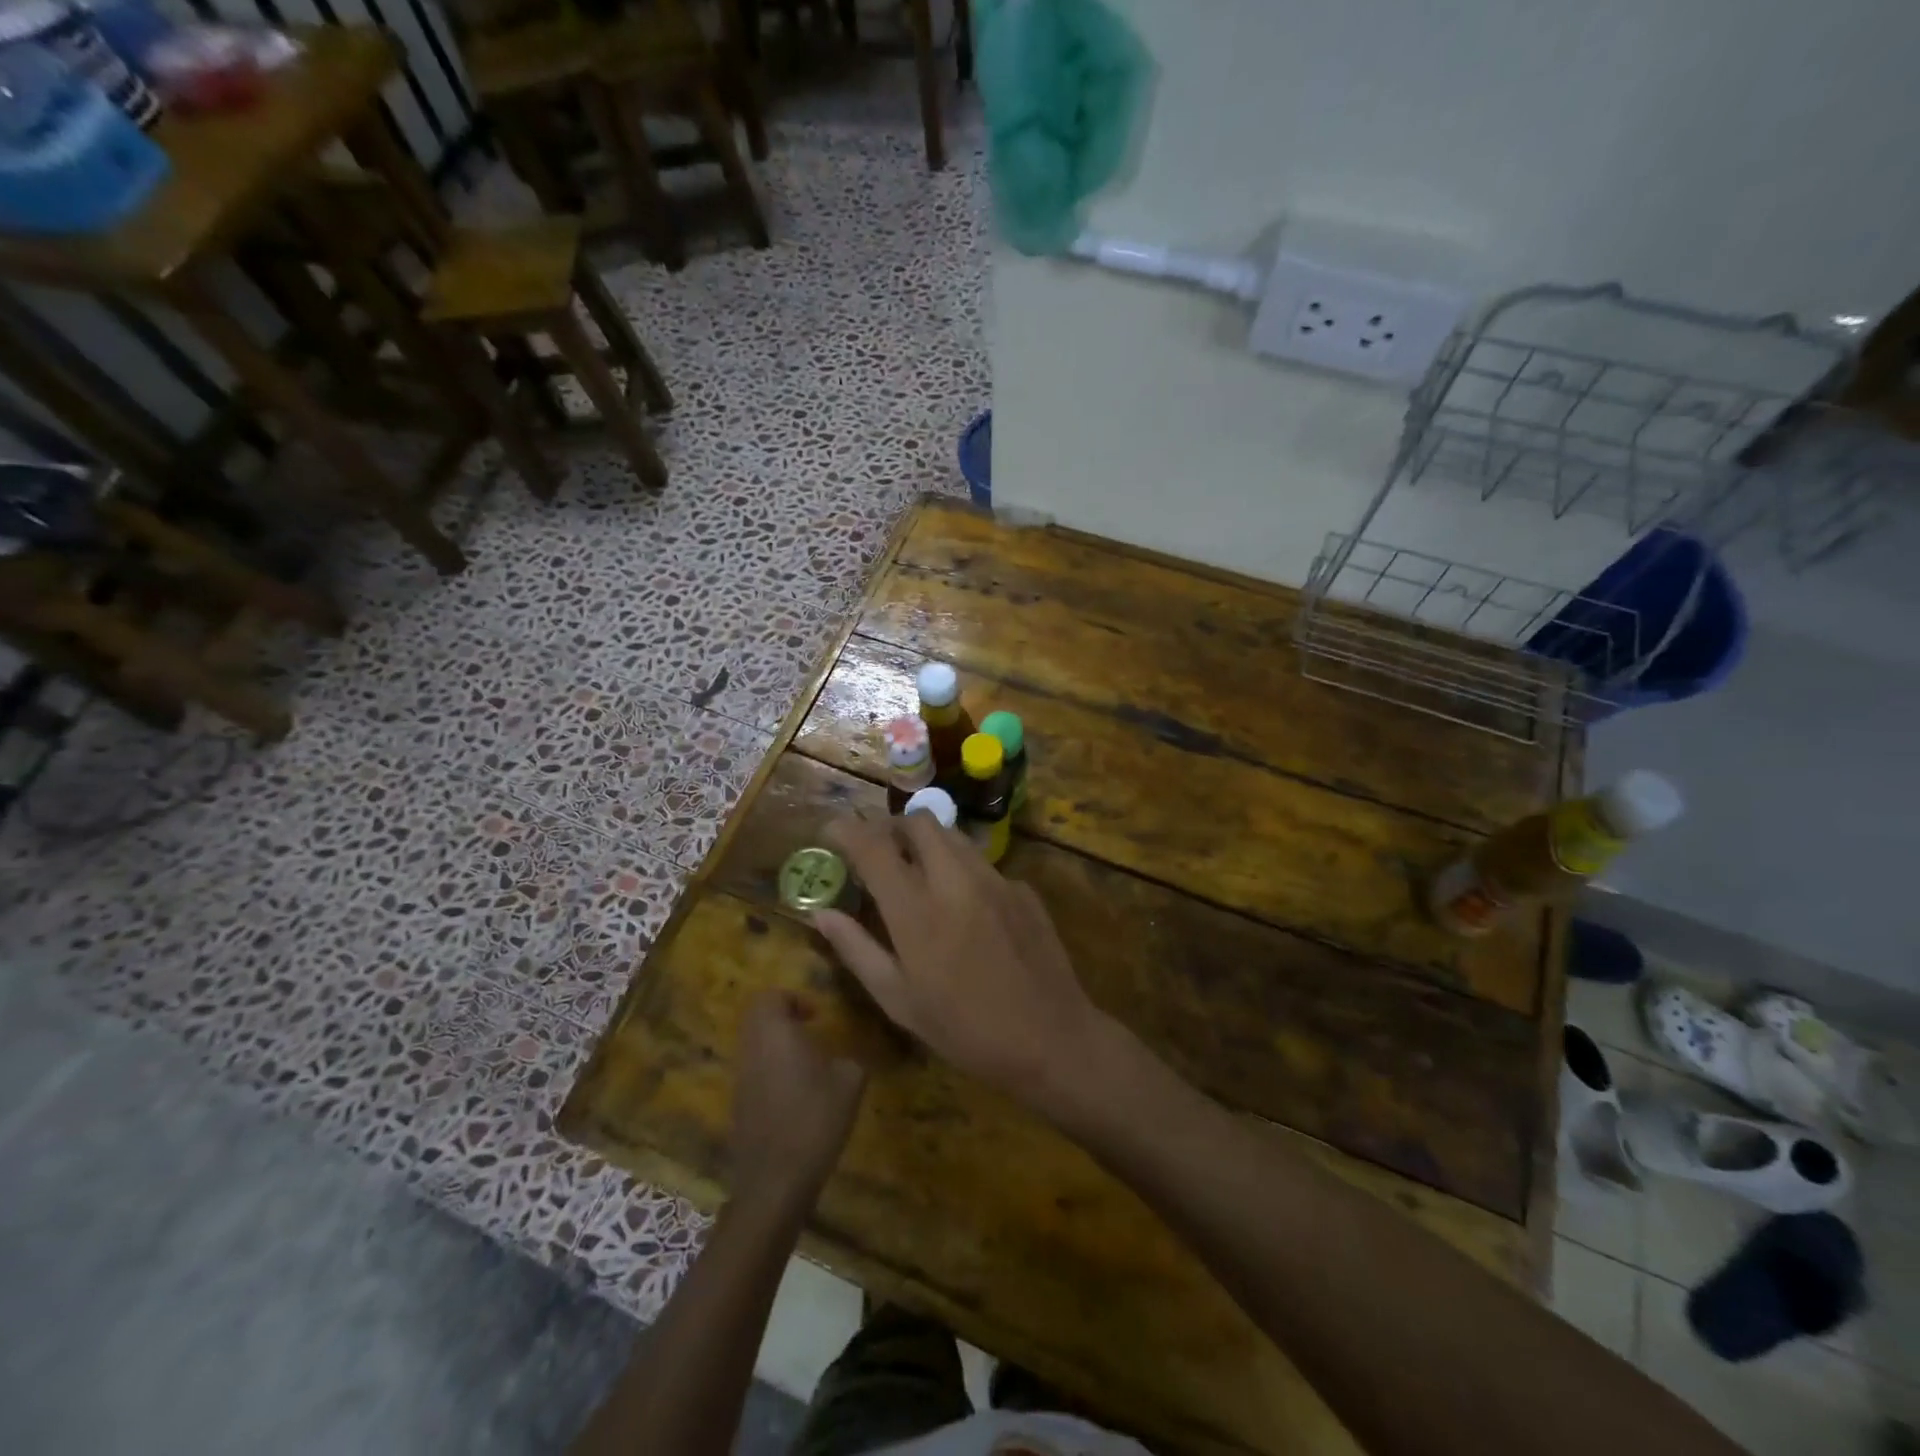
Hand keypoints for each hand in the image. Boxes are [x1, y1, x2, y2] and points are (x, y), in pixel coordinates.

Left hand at [731, 990, 866, 1209]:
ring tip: (807, 1065)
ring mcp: (740, 1080)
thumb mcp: (850, 1082)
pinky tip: (796, 1096)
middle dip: (782, 1019)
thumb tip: (845, 1058)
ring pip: (753, 1046)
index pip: (769, 998)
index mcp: (775, 1034)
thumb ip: (850, 1059)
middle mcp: (751, 1051)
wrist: (776, 1182)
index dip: (792, 999)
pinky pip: (752, 1073)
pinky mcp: (738, 1107)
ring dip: (776, 1046)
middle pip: (756, 1019)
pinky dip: (771, 1071)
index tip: (816, 1017)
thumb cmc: (815, 1120)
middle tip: (810, 1032)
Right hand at [813, 814, 1110, 1115]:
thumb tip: (822, 913)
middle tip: (878, 853)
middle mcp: (955, 880)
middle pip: (918, 821)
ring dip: (927, 842)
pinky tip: (964, 907)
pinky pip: (982, 863)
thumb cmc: (964, 1030)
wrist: (1051, 1039)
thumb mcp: (899, 1001)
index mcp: (916, 909)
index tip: (831, 832)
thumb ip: (857, 950)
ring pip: (953, 835)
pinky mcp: (1022, 888)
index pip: (873, 845)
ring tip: (917, 874)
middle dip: (891, 827)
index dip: (846, 830)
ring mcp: (995, 879)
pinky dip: (961, 870)